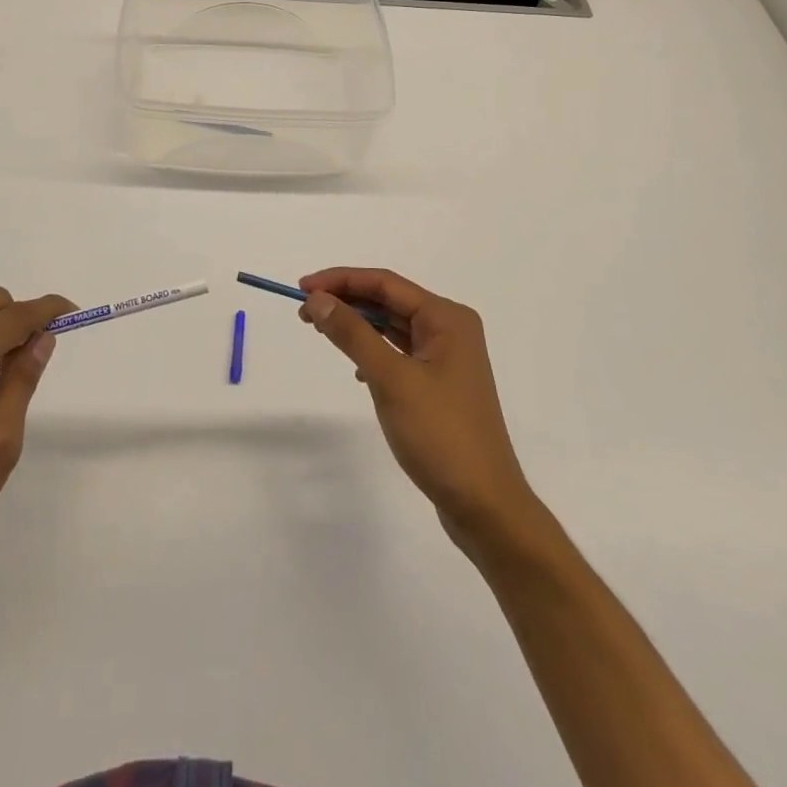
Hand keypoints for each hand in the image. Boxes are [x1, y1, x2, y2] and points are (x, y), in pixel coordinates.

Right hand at [298, 267, 539, 551]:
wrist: (485, 505)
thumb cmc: (440, 434)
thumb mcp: (390, 379)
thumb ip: (352, 334)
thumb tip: (317, 298)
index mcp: (447, 317)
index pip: (385, 283)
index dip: (341, 280)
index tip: (301, 288)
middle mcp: (450, 329)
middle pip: (389, 300)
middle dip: (347, 301)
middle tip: (304, 311)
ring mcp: (447, 358)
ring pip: (393, 326)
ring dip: (357, 325)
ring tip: (320, 329)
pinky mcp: (439, 385)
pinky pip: (399, 352)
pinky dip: (373, 351)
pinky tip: (356, 369)